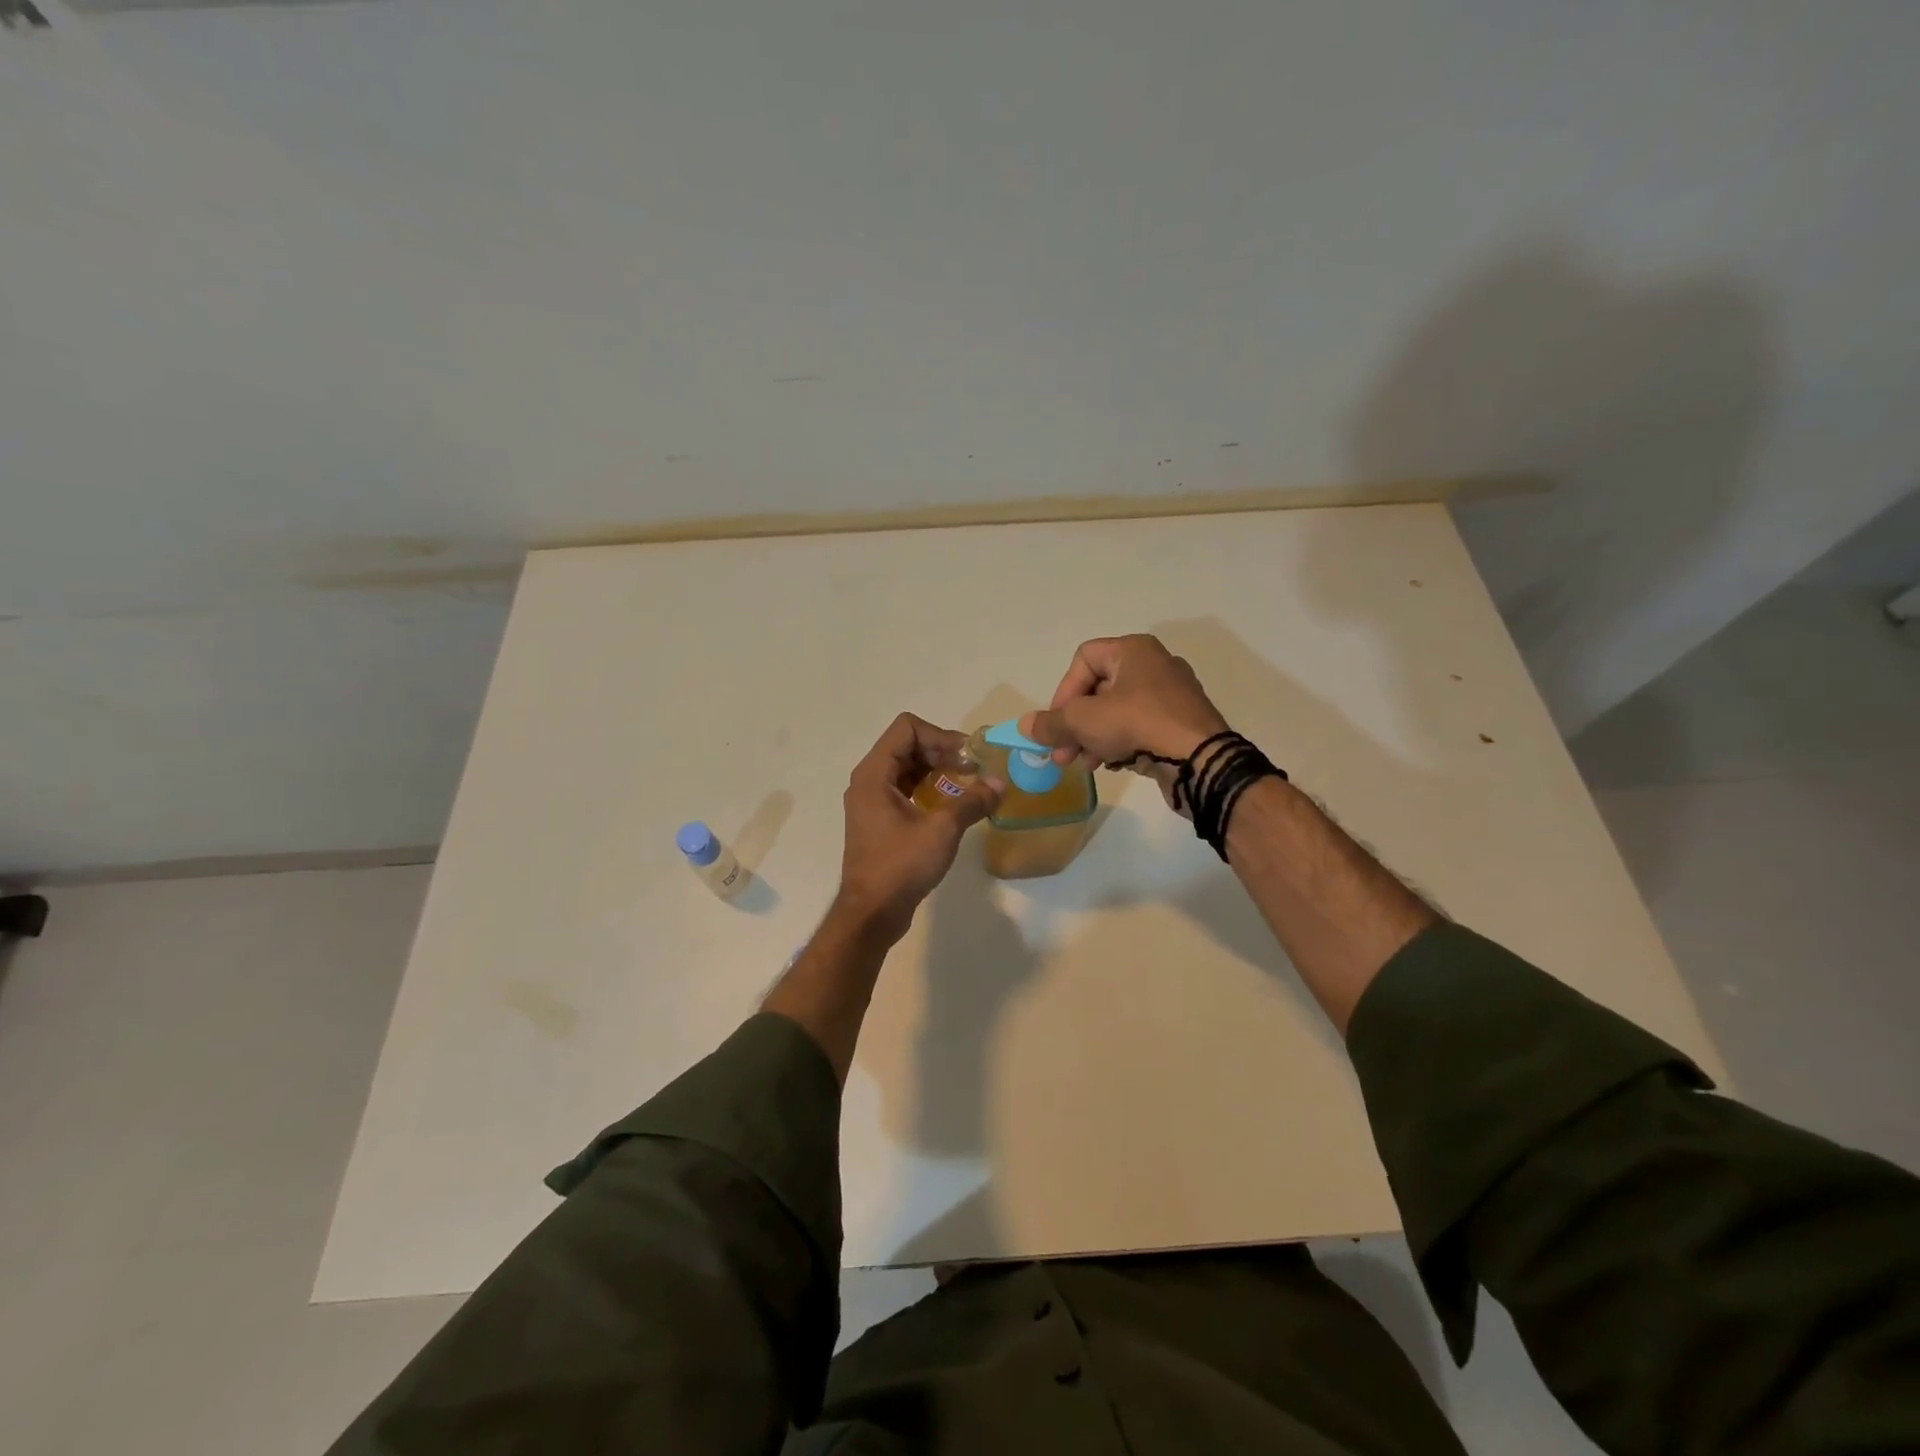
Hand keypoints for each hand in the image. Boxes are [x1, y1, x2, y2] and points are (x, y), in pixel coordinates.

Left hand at [836, 713, 1003, 940]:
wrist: (872, 913)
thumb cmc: (900, 865)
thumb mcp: (942, 829)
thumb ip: (972, 801)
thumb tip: (1000, 784)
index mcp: (874, 774)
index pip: (907, 728)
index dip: (940, 735)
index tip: (966, 758)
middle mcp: (869, 781)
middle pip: (907, 745)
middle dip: (942, 751)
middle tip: (973, 769)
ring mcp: (872, 801)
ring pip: (907, 768)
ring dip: (938, 770)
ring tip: (968, 785)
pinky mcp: (880, 820)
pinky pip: (905, 789)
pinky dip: (929, 789)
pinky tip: (952, 805)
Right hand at [1020, 635, 1228, 815]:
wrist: (1200, 761)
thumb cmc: (1138, 725)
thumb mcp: (1084, 722)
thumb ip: (1051, 723)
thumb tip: (1024, 726)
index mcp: (1134, 650)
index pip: (1083, 659)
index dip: (1063, 691)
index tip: (1057, 724)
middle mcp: (1154, 665)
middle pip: (1098, 688)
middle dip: (1074, 723)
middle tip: (1061, 754)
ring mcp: (1171, 696)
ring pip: (1117, 711)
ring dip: (1092, 737)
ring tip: (1083, 764)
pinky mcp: (1179, 724)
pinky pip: (1138, 727)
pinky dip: (1118, 743)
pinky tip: (1109, 765)